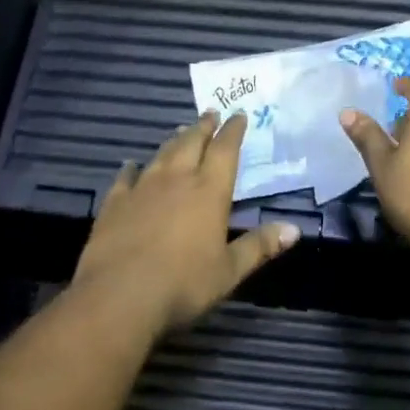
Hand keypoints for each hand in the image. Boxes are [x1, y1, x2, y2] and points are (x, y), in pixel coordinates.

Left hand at [73, 110, 300, 335]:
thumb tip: (294, 229)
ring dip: (174, 140)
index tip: (239, 115)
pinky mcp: (115, 202)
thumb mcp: (229, 271)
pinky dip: (131, 168)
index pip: (225, 150)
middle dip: (204, 126)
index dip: (233, 131)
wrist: (119, 296)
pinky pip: (125, 177)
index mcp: (209, 191)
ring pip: (162, 154)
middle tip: (210, 112)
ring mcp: (143, 187)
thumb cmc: (183, 284)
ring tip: (181, 130)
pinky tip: (131, 164)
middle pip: (192, 143)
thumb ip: (259, 246)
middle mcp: (177, 179)